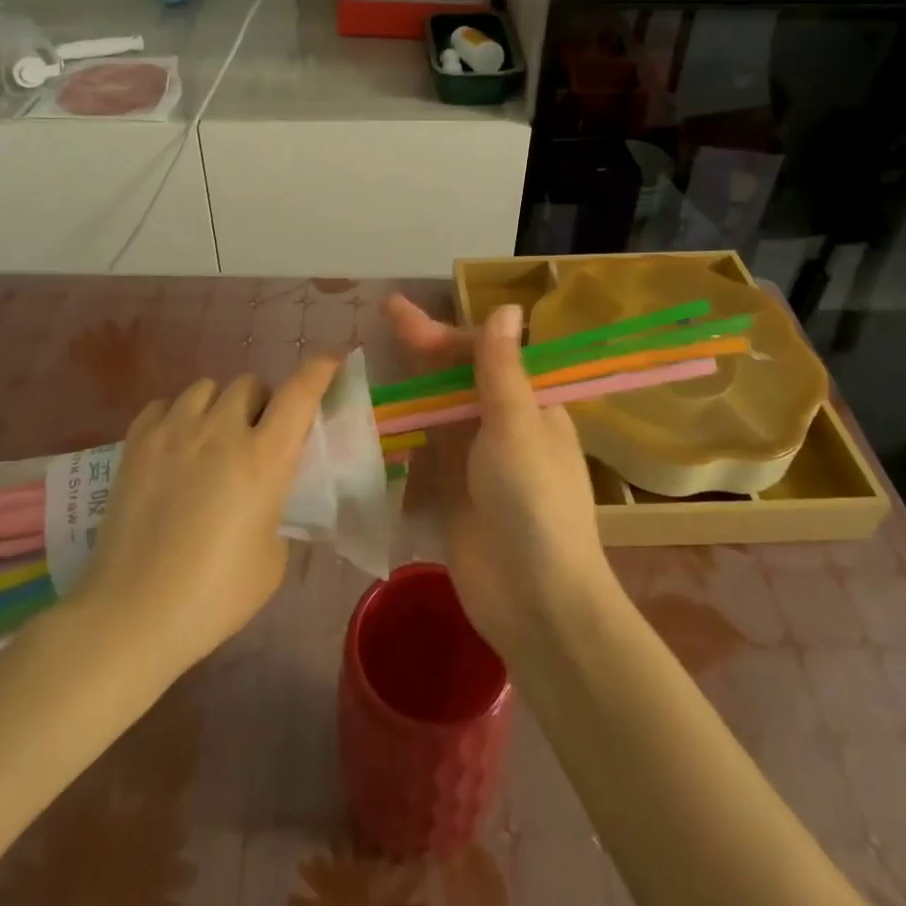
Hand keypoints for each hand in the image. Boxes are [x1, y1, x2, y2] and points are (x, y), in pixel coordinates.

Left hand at [76, 359, 338, 676]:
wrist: (132, 614)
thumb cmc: (214, 595)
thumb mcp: (272, 559)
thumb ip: (276, 511)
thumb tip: (265, 496)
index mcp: (263, 459)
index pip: (299, 394)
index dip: (318, 370)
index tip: (329, 361)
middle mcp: (220, 431)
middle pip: (249, 384)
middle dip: (260, 404)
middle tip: (255, 438)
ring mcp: (174, 431)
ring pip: (206, 388)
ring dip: (218, 407)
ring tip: (210, 440)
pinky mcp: (136, 442)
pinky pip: (164, 405)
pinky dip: (176, 417)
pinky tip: (173, 447)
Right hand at [384, 296, 614, 655]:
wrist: (536, 600)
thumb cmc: (533, 502)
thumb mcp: (517, 426)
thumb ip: (501, 368)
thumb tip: (507, 305)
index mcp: (528, 405)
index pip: (481, 354)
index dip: (442, 333)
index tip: (399, 316)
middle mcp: (501, 427)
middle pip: (454, 379)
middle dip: (420, 350)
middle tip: (382, 318)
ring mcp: (474, 462)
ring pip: (435, 412)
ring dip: (407, 389)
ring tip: (369, 366)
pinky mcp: (451, 494)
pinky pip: (423, 453)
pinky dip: (401, 435)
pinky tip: (372, 422)